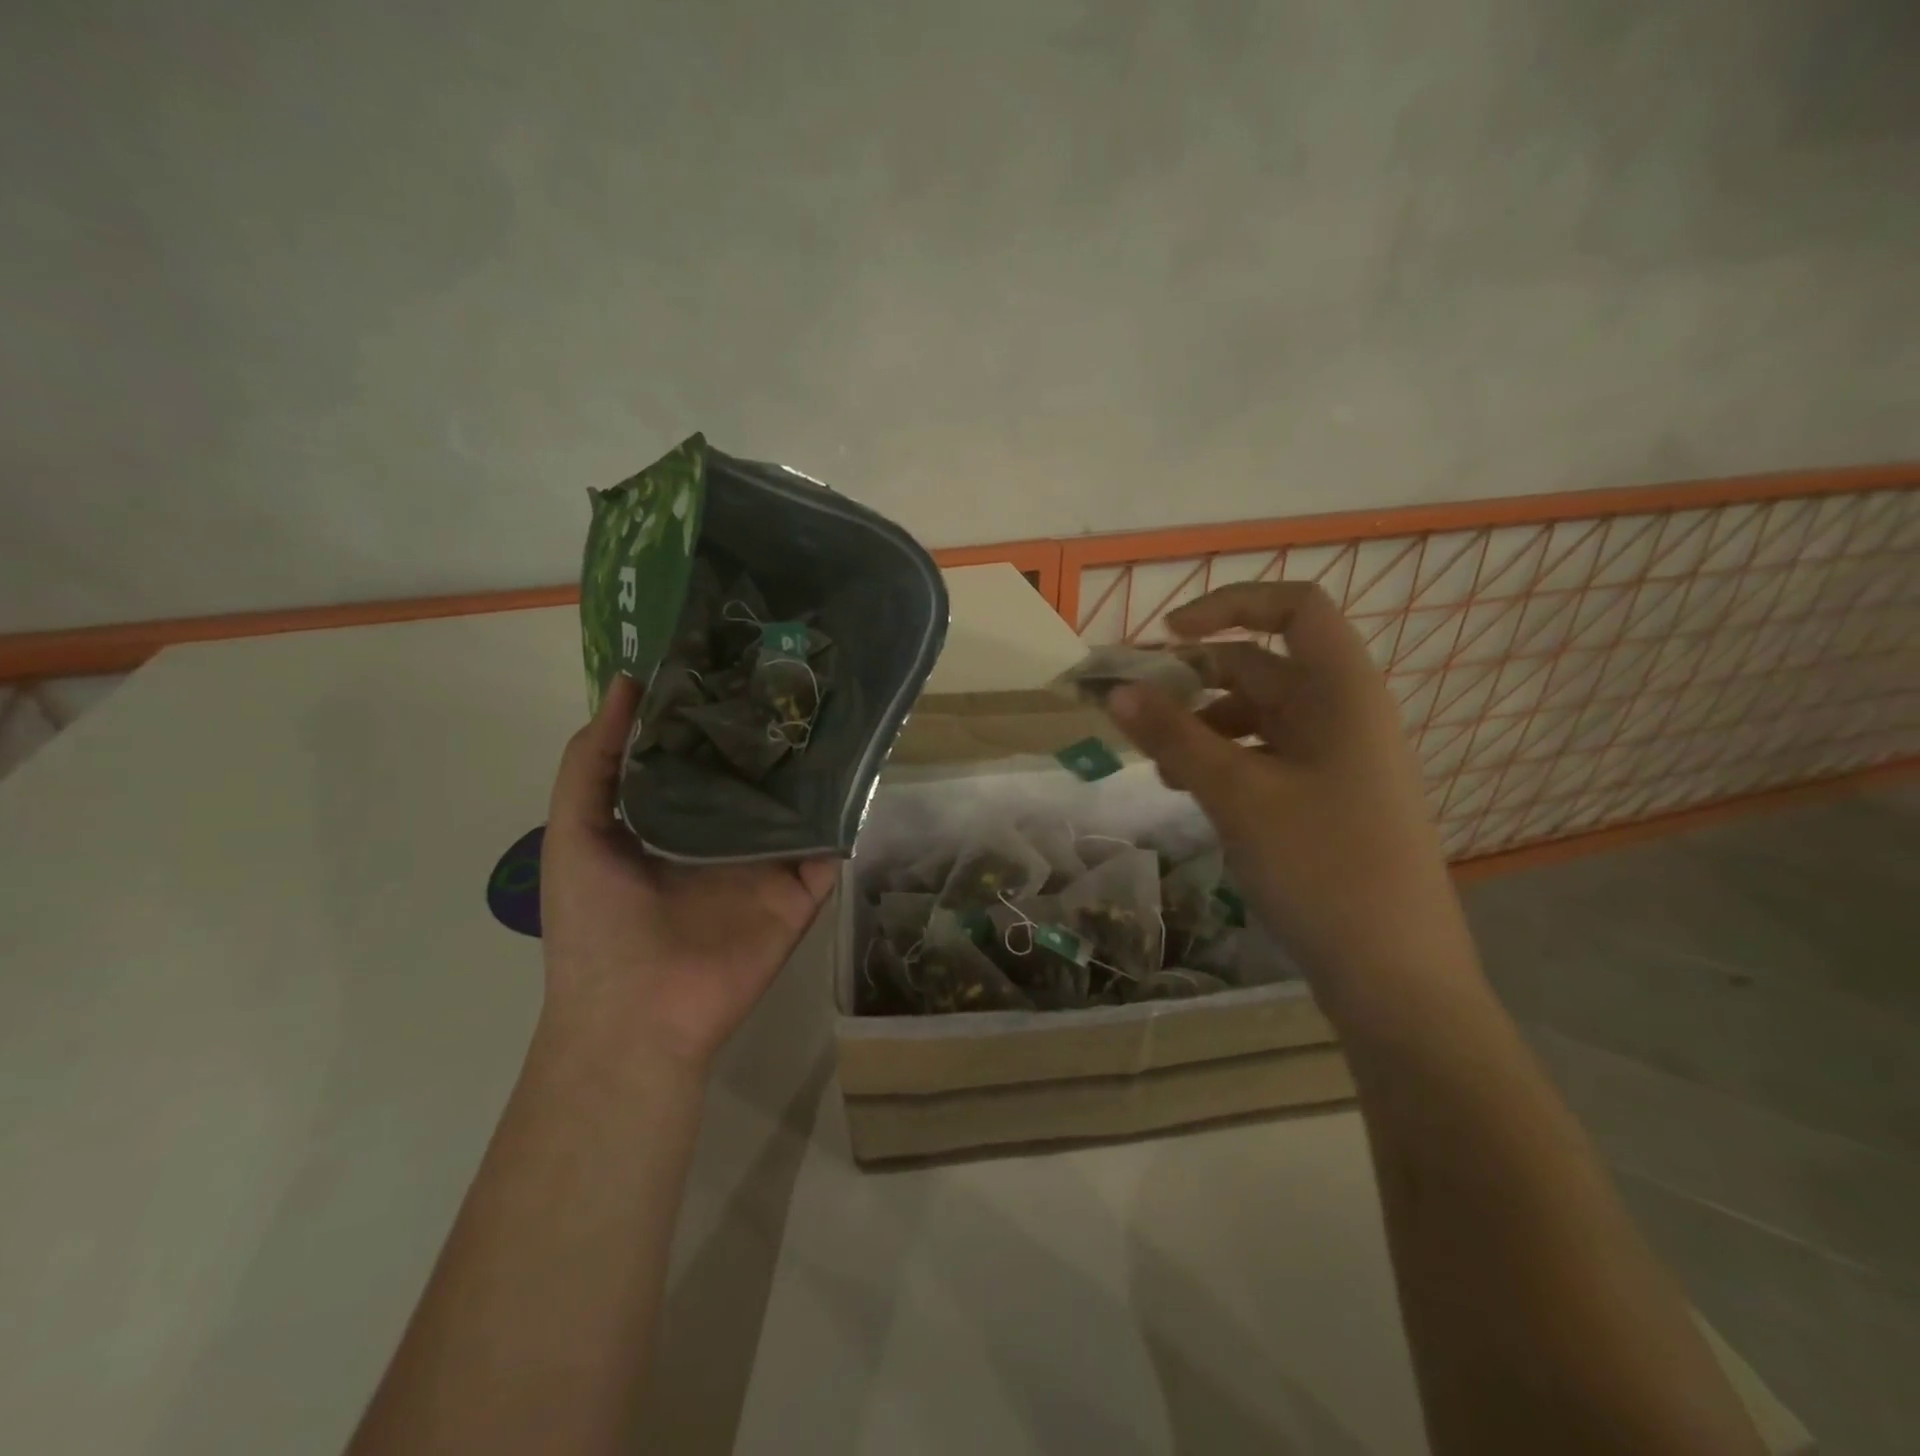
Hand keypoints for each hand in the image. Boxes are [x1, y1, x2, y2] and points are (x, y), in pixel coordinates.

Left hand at [539, 675, 836, 1073]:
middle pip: (756, 772)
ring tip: (835, 706)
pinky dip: (846, 813)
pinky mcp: (801, 890)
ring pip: (799, 803)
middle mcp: (724, 833)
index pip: (701, 753)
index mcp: (673, 818)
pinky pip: (830, 846)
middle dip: (772, 729)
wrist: (636, 1016)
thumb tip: (629, 684)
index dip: (715, 709)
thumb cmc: (595, 924)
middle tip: (798, 672)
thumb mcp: (574, 832)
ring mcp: (767, 862)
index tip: (736, 658)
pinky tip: (860, 768)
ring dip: (816, 764)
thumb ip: (592, 762)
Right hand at [1106, 582, 1473, 1005]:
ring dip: (1202, 728)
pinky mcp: (1325, 799)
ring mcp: (1336, 760)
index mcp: (1342, 692)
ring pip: (1257, 716)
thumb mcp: (1237, 795)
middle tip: (1135, 711)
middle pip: (1261, 666)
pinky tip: (1189, 793)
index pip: (1293, 608)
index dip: (1230, 605)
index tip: (1167, 636)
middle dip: (1194, 682)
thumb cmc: (1322, 867)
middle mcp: (1343, 714)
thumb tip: (1115, 690)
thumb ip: (1173, 736)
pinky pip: (1265, 757)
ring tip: (1158, 767)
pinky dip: (1222, 762)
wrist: (1394, 975)